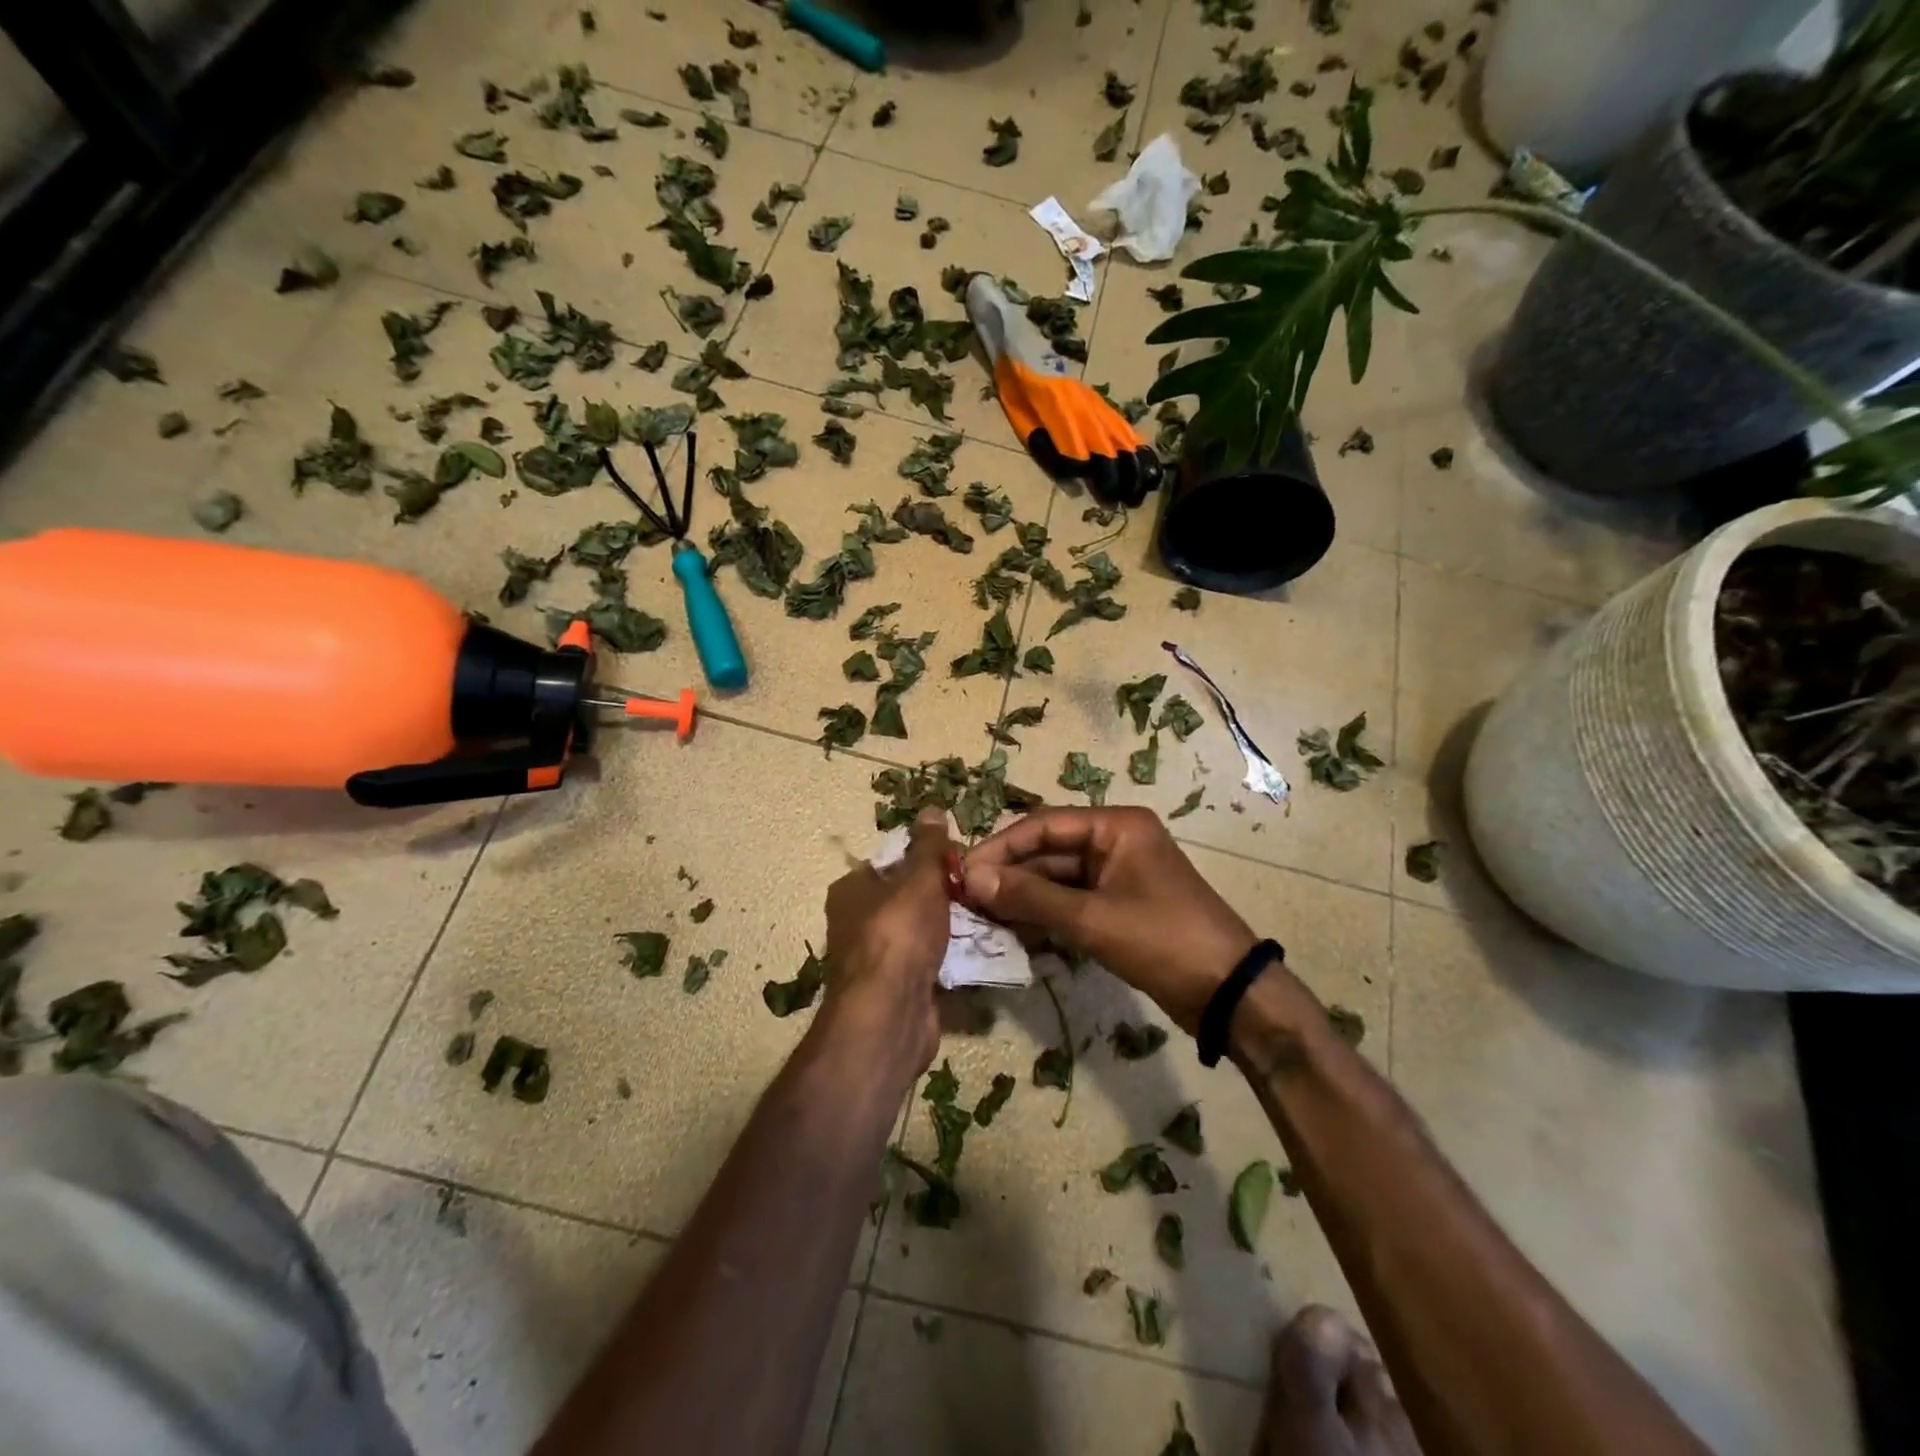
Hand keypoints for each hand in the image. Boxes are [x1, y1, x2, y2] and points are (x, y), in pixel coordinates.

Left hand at [821, 809, 952, 1076]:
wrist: (890, 1013)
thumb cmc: (899, 932)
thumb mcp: (919, 878)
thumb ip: (928, 846)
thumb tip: (932, 809)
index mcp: (851, 889)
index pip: (890, 861)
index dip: (925, 858)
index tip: (959, 860)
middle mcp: (855, 922)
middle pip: (907, 897)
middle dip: (942, 894)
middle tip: (978, 889)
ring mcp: (875, 959)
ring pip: (919, 931)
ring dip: (949, 927)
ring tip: (987, 918)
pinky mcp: (895, 989)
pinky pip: (926, 962)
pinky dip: (947, 958)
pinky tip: (976, 953)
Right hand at [963, 806, 1257, 1034]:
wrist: (1229, 994)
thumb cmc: (1163, 940)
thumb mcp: (1092, 918)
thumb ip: (1031, 896)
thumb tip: (972, 878)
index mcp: (1116, 826)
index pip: (1043, 825)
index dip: (1000, 848)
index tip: (963, 872)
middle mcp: (1114, 842)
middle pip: (1048, 851)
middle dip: (1009, 875)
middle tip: (966, 901)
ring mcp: (1117, 876)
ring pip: (1056, 879)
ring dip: (1023, 898)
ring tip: (983, 919)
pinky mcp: (1118, 906)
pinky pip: (1071, 902)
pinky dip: (1044, 916)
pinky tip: (1015, 934)